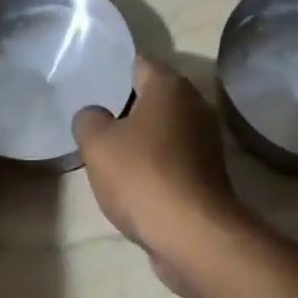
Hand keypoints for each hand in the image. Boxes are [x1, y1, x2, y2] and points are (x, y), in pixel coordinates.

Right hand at [74, 57, 247, 285]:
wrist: (193, 235)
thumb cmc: (143, 175)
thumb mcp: (98, 144)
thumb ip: (89, 120)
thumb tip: (94, 115)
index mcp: (170, 86)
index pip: (139, 62)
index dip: (113, 69)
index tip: (91, 82)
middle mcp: (194, 104)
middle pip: (153, 95)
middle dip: (126, 106)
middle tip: (95, 118)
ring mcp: (205, 140)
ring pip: (164, 128)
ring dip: (141, 137)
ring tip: (109, 151)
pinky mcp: (208, 173)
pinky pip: (173, 156)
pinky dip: (155, 163)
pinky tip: (133, 180)